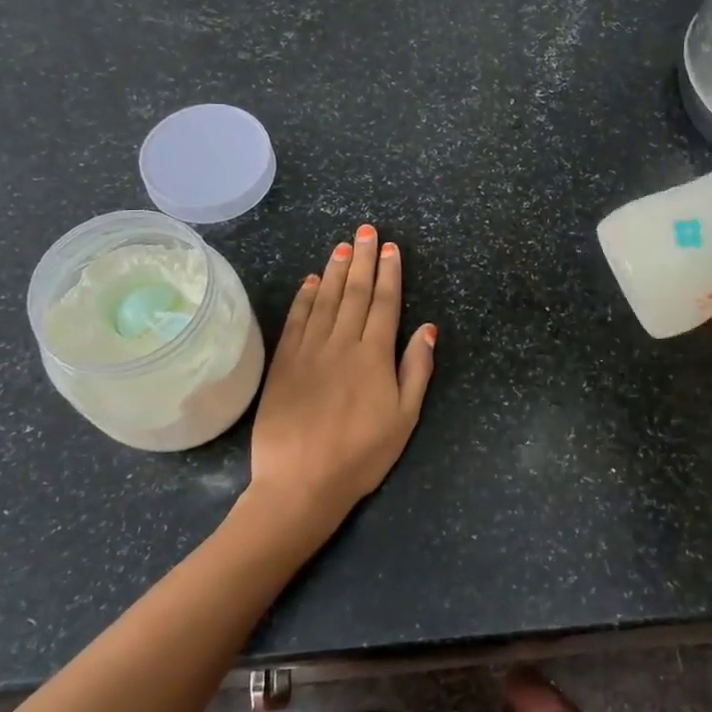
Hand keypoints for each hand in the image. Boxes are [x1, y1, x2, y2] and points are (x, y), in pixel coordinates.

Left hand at [248, 223, 436, 530]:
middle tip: (365, 230)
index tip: (389, 248)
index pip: (384, 303)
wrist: (300, 482)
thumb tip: (427, 328)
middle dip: (362, 259)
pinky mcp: (283, 363)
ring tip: (342, 245)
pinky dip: (304, 297)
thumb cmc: (361, 455)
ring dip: (335, 270)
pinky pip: (296, 320)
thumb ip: (416, 369)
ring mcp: (309, 350)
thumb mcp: (404, 418)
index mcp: (374, 355)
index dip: (389, 273)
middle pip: (355, 293)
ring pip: (325, 300)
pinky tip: (310, 281)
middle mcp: (342, 343)